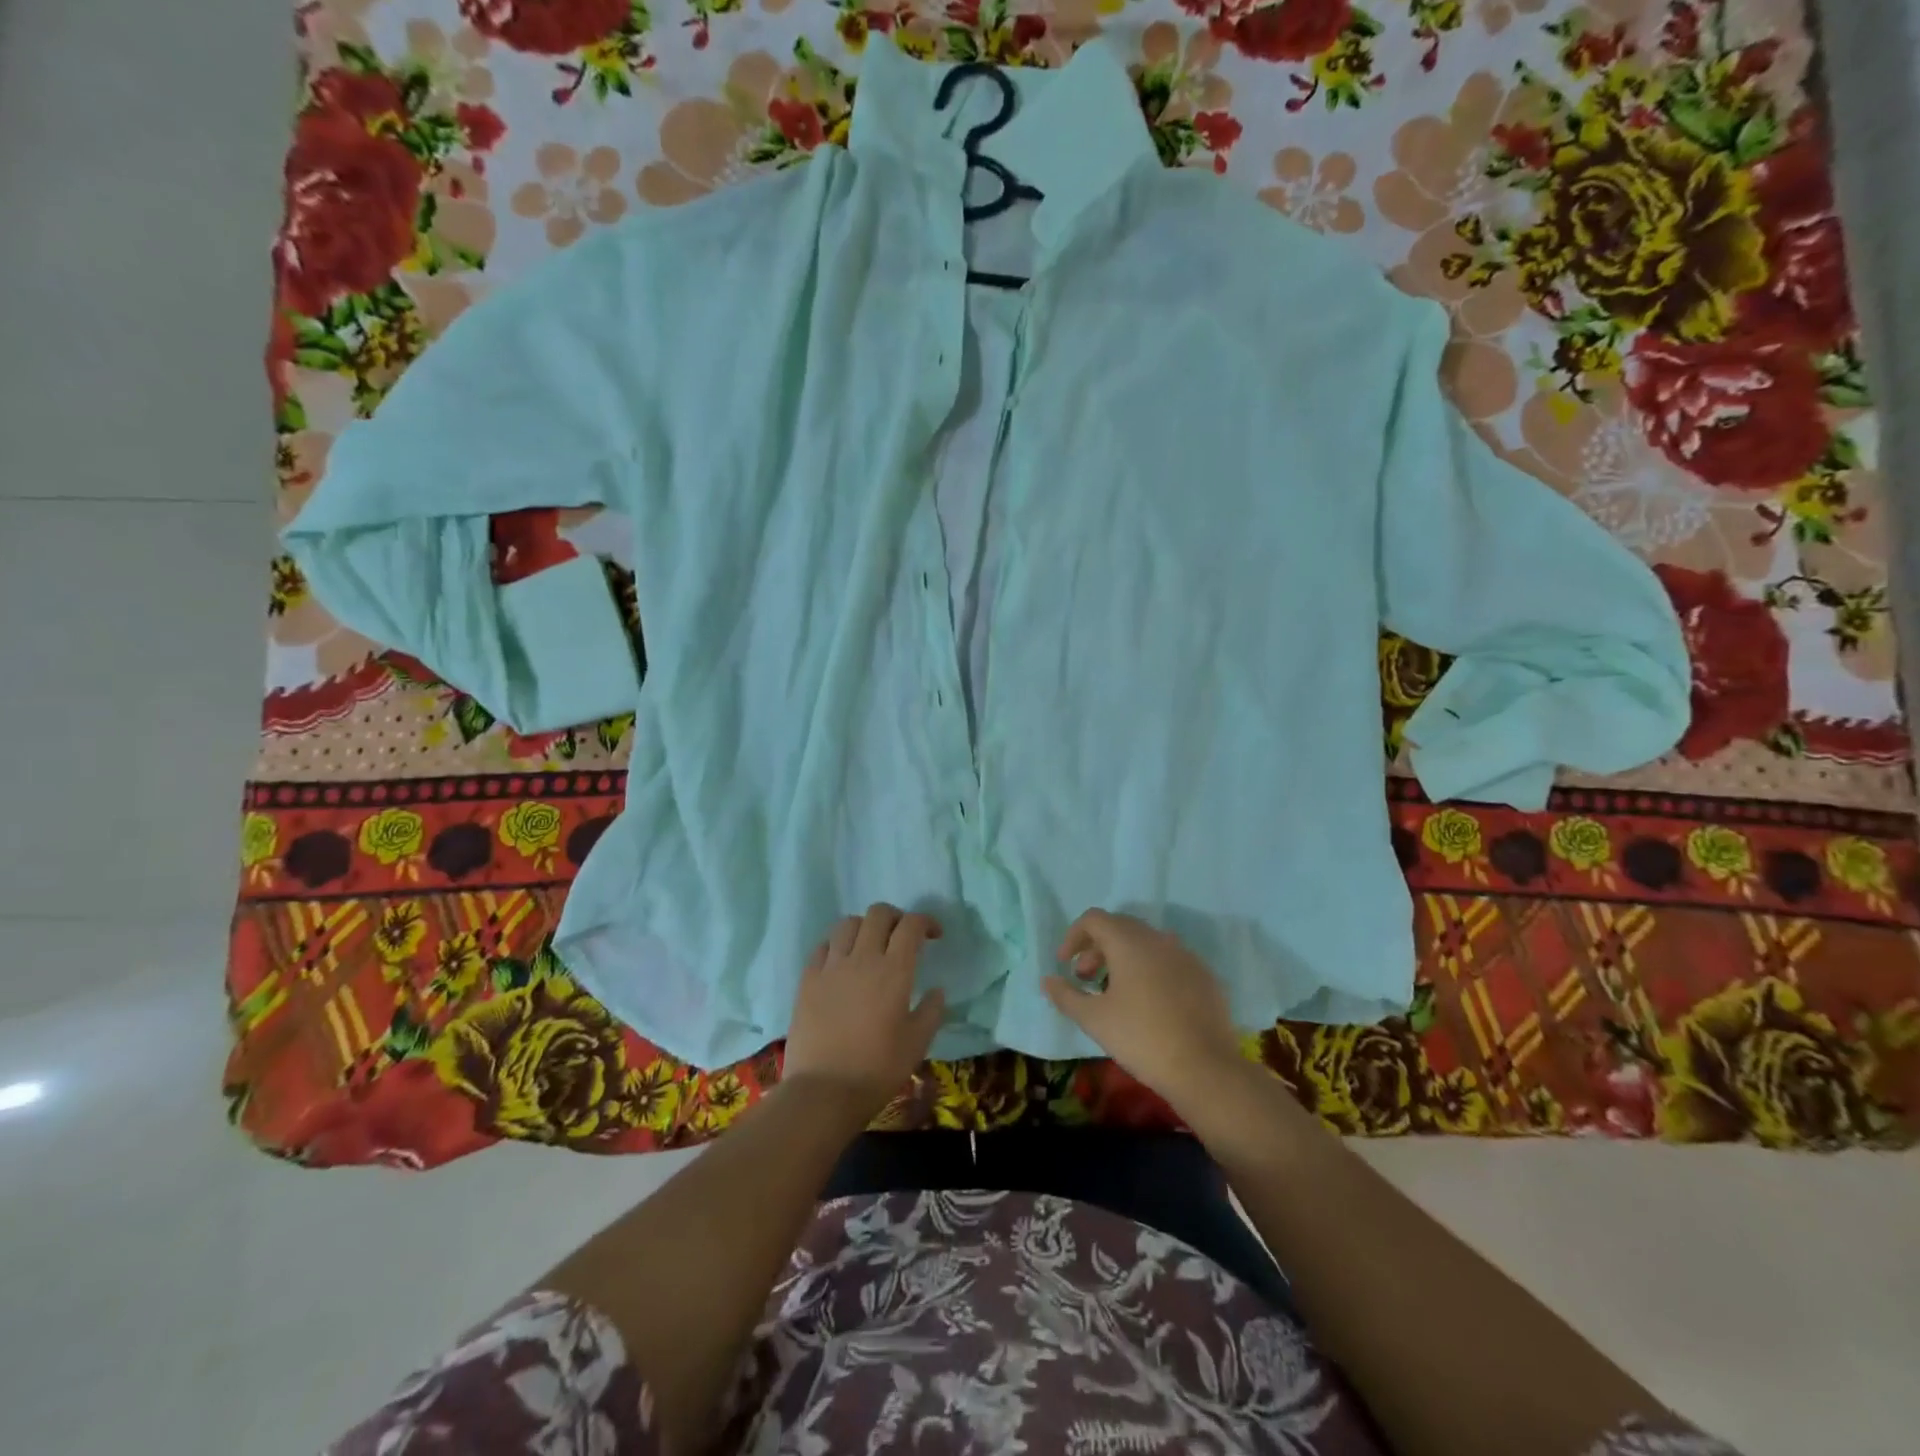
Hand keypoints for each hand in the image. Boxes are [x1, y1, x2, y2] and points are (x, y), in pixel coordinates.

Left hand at [783, 903, 946, 1119]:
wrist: (823, 1092)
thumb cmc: (877, 1069)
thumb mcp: (917, 1044)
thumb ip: (931, 1011)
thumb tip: (936, 991)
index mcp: (894, 970)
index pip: (911, 925)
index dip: (925, 922)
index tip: (933, 936)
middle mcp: (862, 958)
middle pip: (878, 914)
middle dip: (895, 918)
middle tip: (902, 938)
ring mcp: (831, 966)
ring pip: (848, 923)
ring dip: (865, 927)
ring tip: (870, 947)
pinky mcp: (807, 979)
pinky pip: (823, 946)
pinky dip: (837, 946)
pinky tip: (842, 963)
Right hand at [1043, 909, 1243, 1110]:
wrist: (1205, 1068)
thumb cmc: (1141, 1038)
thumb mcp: (1094, 1019)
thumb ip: (1066, 995)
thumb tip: (1047, 980)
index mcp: (1129, 942)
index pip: (1094, 919)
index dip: (1073, 936)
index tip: (1064, 964)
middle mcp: (1158, 939)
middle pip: (1120, 928)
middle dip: (1096, 948)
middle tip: (1085, 977)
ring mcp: (1185, 956)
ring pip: (1146, 943)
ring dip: (1123, 958)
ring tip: (1114, 991)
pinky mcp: (1204, 976)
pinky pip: (1169, 961)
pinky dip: (1150, 970)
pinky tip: (1148, 1003)